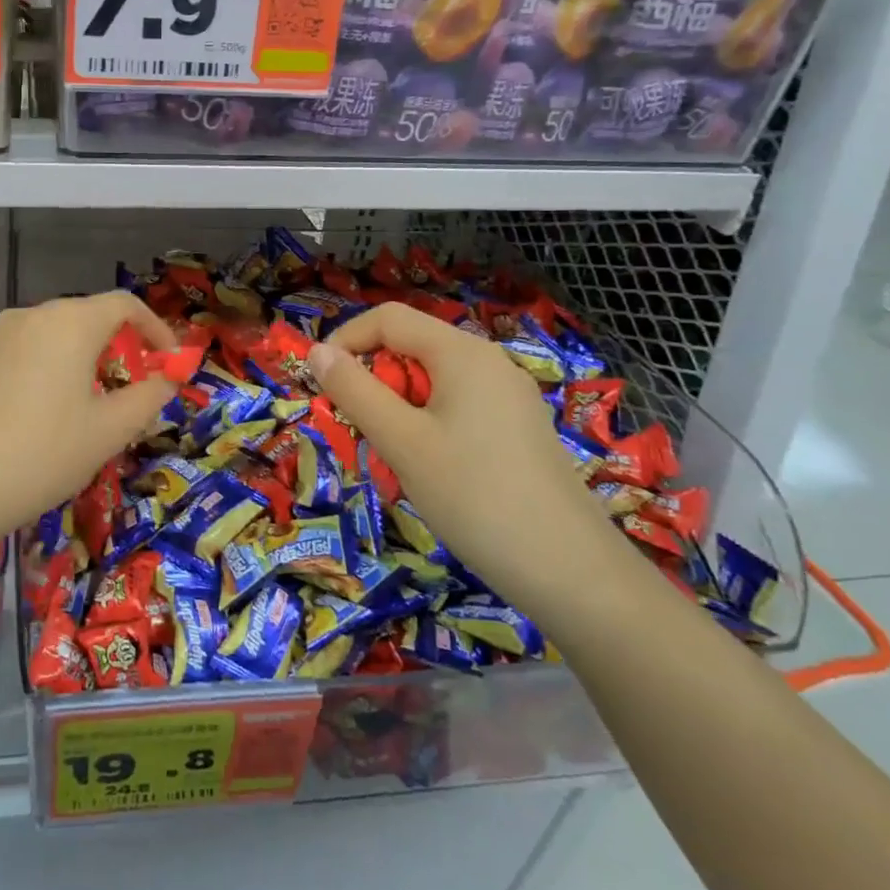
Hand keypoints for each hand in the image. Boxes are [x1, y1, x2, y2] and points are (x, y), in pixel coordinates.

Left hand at [0, 293, 177, 556]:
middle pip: (89, 318)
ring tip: (94, 409)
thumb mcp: (107, 431)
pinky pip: (28, 353)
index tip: (170, 365)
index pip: (125, 305)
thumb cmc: (39, 454)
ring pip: (57, 337)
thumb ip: (147, 397)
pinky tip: (49, 416)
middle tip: (135, 393)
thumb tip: (167, 378)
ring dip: (86, 362)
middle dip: (121, 349)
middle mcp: (31, 316)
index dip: (156, 330)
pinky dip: (53, 370)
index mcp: (69, 322)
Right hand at [307, 303, 614, 607]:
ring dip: (396, 407)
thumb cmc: (474, 496)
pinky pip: (457, 407)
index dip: (345, 340)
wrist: (571, 571)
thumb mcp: (401, 442)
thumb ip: (355, 391)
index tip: (319, 382)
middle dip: (372, 380)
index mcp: (462, 353)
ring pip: (433, 382)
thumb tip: (318, 352)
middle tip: (355, 429)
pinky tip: (428, 470)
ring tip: (389, 456)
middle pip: (412, 347)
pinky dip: (426, 425)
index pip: (388, 318)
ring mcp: (508, 397)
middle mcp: (489, 363)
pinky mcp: (518, 429)